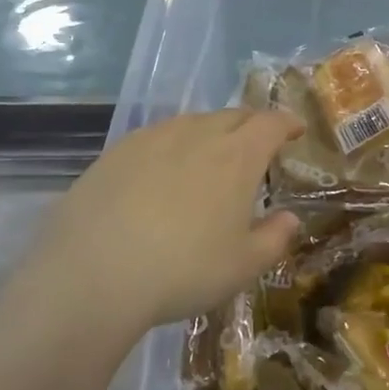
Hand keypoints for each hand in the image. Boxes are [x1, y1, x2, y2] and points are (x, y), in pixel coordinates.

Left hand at [22, 109, 303, 332]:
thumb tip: (290, 218)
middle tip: (257, 144)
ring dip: (210, 132)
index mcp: (236, 157)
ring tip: (210, 156)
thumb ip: (274, 239)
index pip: (270, 123)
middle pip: (232, 116)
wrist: (94, 273)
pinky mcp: (116, 152)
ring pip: (192, 123)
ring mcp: (153, 139)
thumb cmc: (183, 270)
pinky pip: (156, 136)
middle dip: (251, 125)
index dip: (286, 123)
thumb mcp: (242, 266)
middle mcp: (197, 135)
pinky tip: (162, 170)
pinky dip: (172, 145)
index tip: (294, 130)